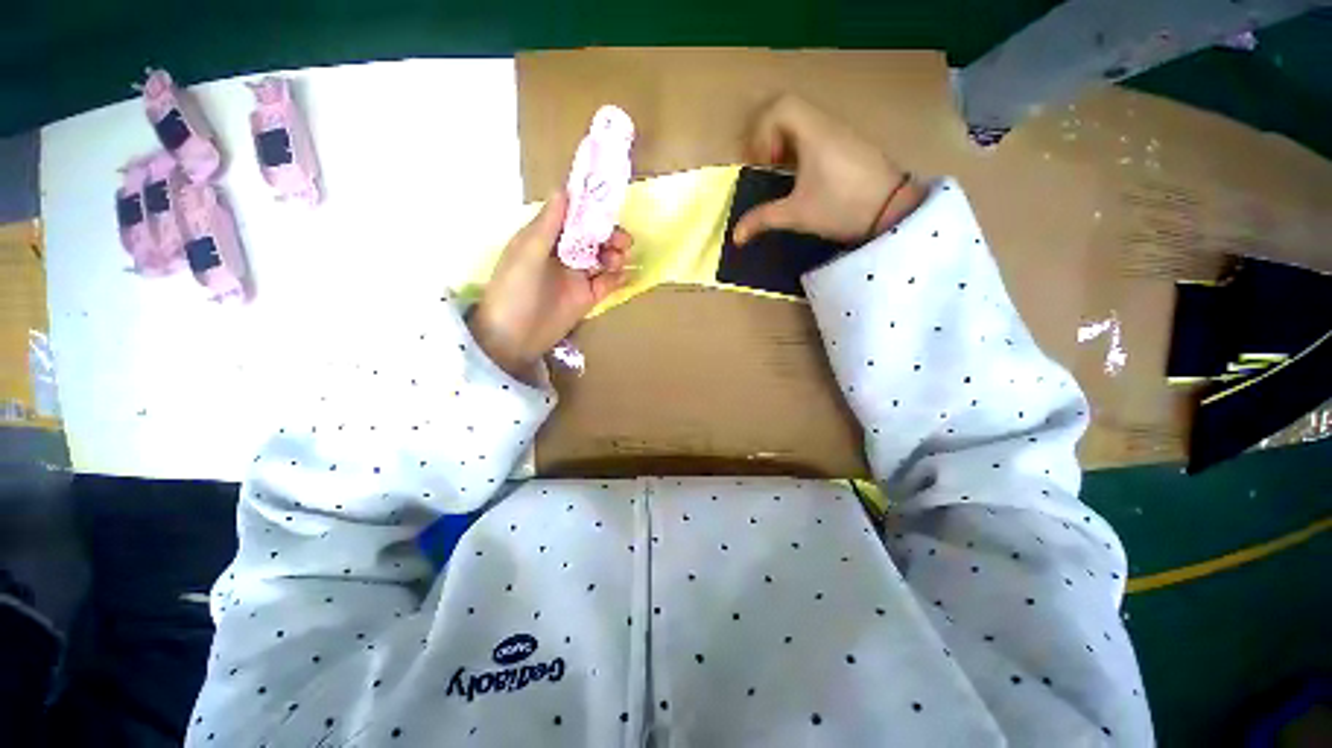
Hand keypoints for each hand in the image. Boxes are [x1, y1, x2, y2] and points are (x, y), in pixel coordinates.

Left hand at [469, 192, 631, 382]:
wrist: (514, 339)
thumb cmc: (513, 292)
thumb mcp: (526, 255)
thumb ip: (547, 225)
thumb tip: (563, 190)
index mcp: (545, 238)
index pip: (572, 216)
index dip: (590, 209)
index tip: (609, 205)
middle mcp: (563, 254)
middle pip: (593, 236)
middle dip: (609, 234)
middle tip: (623, 241)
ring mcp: (577, 276)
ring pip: (603, 258)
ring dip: (615, 255)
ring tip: (617, 261)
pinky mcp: (588, 297)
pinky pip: (607, 283)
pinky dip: (617, 277)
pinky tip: (623, 276)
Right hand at [733, 95, 924, 245]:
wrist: (893, 210)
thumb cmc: (842, 207)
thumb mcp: (798, 214)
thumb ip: (763, 219)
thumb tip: (736, 235)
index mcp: (814, 132)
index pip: (780, 106)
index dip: (762, 132)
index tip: (765, 163)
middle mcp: (828, 124)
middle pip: (788, 110)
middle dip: (769, 136)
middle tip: (766, 165)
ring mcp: (842, 132)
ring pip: (803, 122)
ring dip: (785, 143)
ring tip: (782, 174)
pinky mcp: (850, 144)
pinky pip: (817, 133)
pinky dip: (801, 148)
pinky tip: (803, 177)